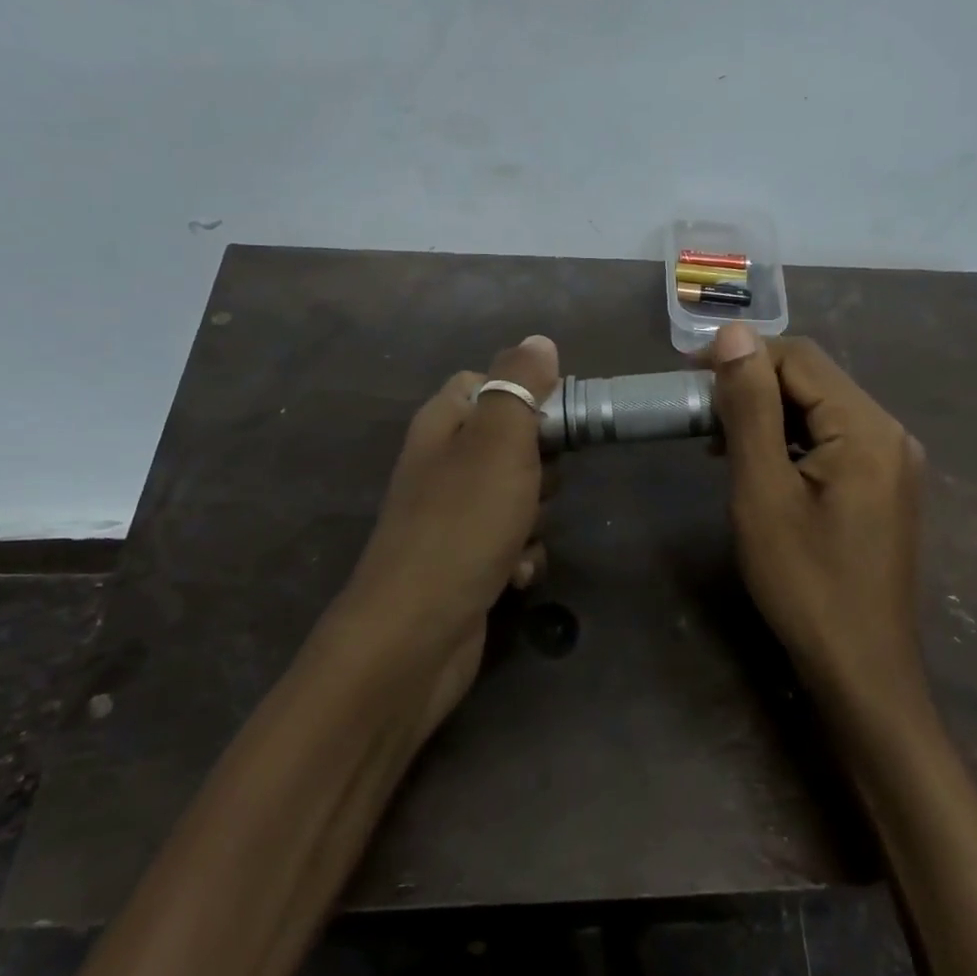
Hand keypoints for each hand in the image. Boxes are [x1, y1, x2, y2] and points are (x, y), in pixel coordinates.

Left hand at [323, 334, 558, 736]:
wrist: (416, 634)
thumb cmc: (463, 524)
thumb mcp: (499, 442)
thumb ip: (519, 386)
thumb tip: (538, 340)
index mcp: (442, 423)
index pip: (486, 381)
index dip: (526, 394)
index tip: (560, 419)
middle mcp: (441, 463)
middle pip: (509, 440)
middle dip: (540, 464)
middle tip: (541, 483)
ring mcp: (450, 515)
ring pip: (516, 494)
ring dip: (536, 515)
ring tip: (526, 533)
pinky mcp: (463, 560)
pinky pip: (509, 541)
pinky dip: (521, 554)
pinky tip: (518, 573)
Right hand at [705, 324, 926, 703]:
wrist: (860, 670)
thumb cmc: (805, 583)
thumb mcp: (763, 491)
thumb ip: (750, 407)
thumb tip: (733, 333)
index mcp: (867, 427)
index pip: (799, 357)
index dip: (740, 356)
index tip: (687, 376)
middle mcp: (889, 432)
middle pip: (813, 379)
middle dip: (752, 385)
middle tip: (697, 413)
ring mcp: (891, 461)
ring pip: (820, 409)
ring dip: (767, 413)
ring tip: (717, 440)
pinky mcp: (883, 486)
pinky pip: (832, 440)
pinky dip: (790, 441)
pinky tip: (758, 463)